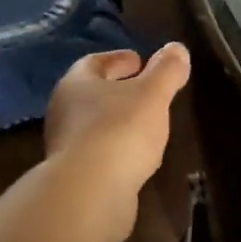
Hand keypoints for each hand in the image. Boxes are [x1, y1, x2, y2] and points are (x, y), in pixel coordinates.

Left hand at [44, 45, 190, 241]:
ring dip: (117, 122)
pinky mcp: (74, 178)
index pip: (95, 63)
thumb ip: (166, 71)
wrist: (89, 193)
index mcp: (76, 84)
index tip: (140, 60)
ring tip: (146, 125)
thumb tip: (177, 48)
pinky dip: (116, 150)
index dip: (119, 59)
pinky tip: (136, 158)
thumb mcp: (152, 95)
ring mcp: (65, 147)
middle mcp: (63, 111)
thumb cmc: (119, 131)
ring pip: (94, 125)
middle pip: (92, 94)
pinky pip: (98, 154)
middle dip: (118, 90)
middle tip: (145, 91)